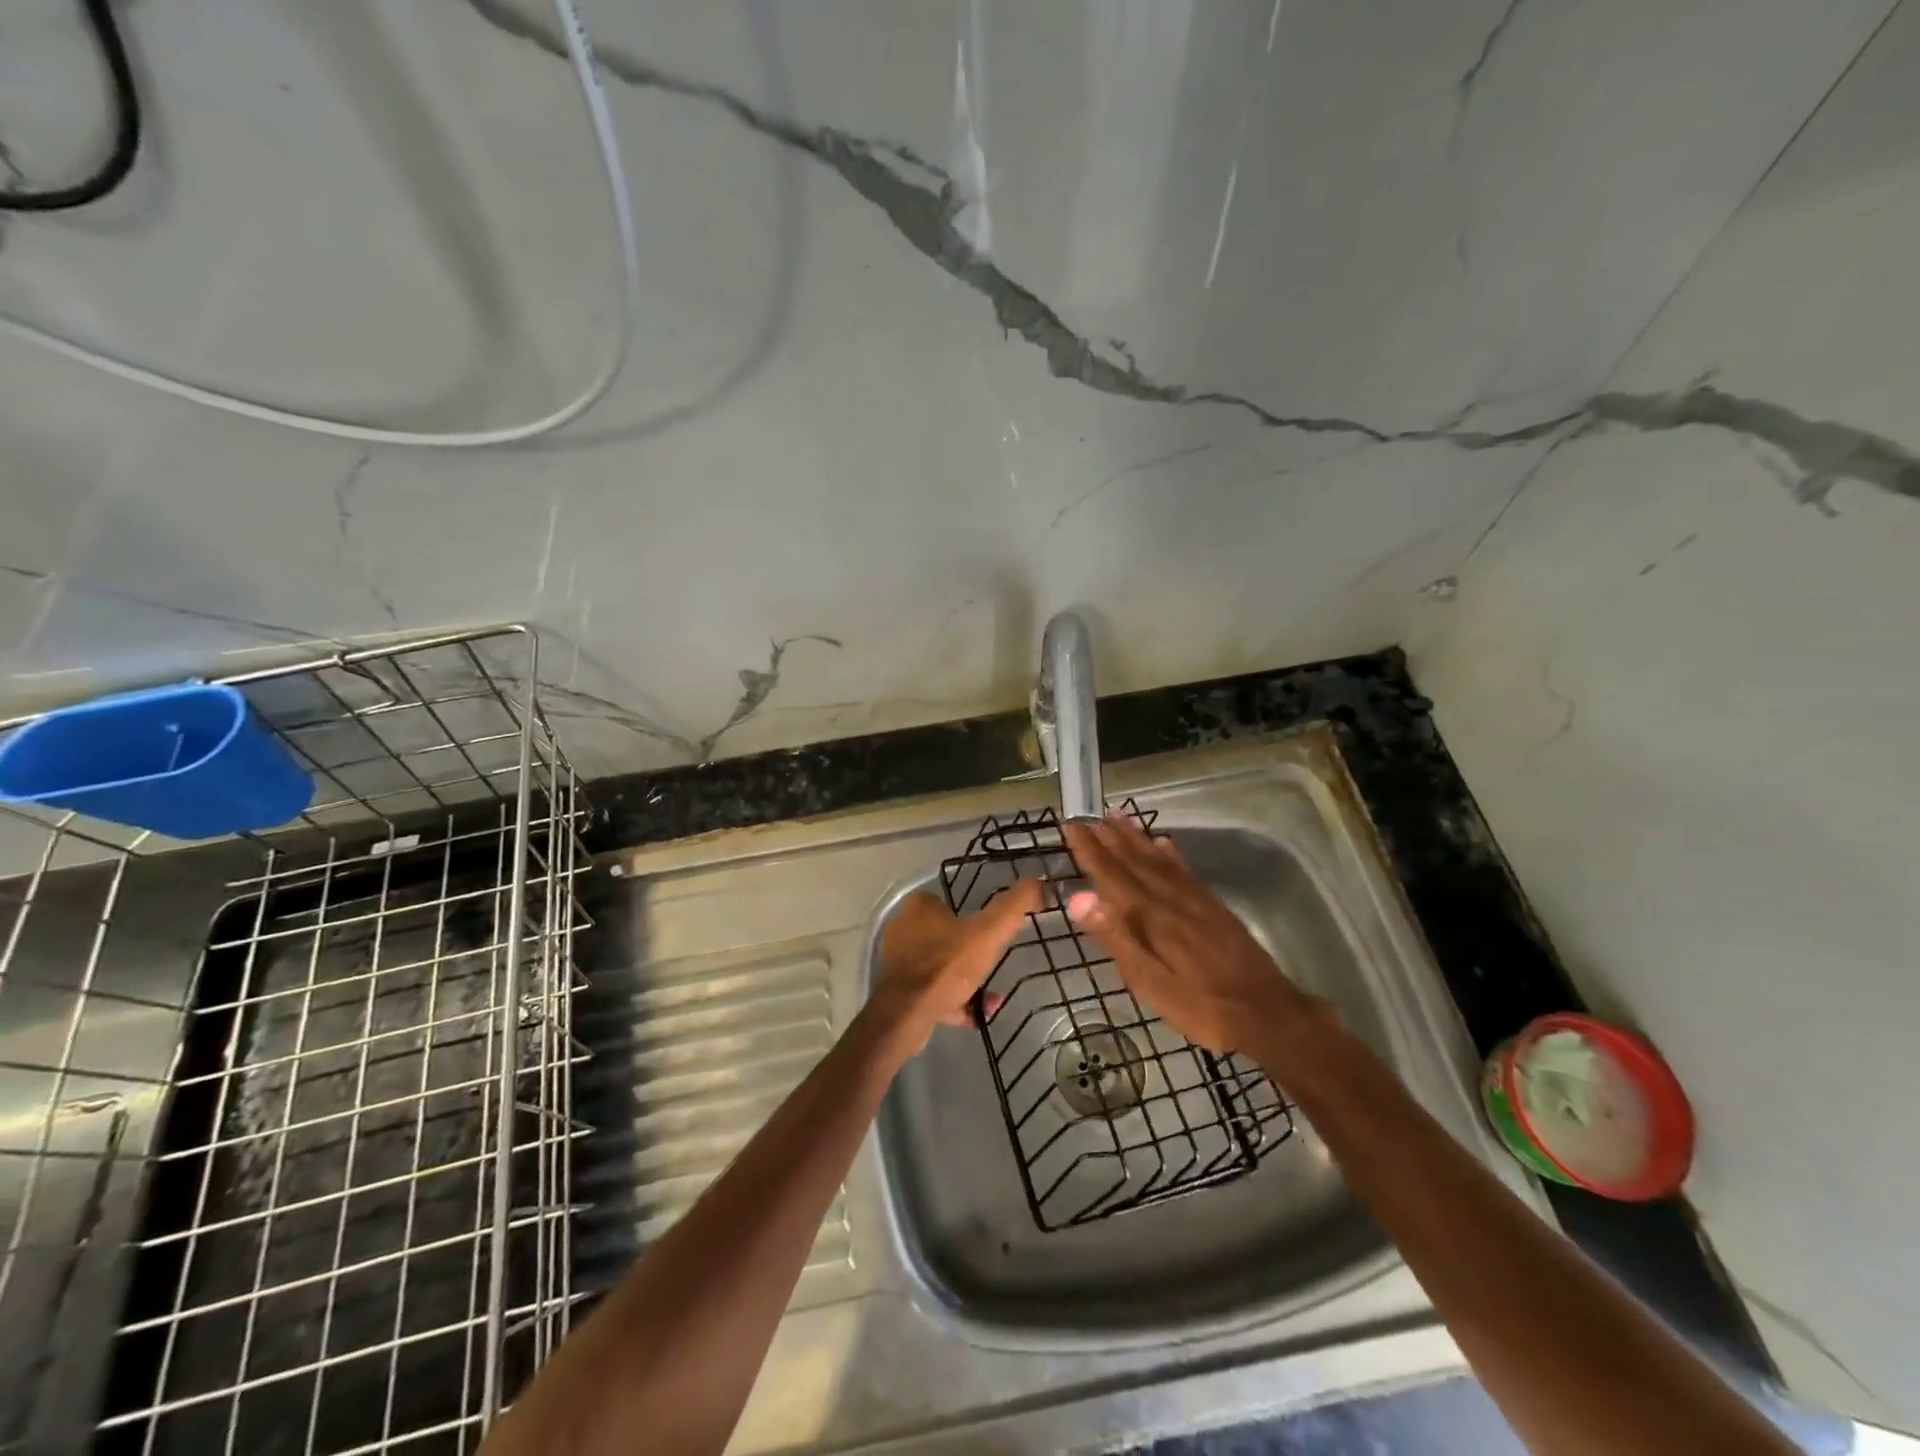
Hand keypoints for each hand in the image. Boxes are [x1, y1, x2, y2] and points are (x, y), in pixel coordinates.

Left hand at [874, 880, 1042, 1051]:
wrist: (907, 1015)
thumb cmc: (947, 966)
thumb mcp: (989, 931)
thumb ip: (1015, 905)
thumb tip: (1040, 883)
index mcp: (919, 907)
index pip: (951, 902)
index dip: (976, 918)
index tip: (995, 935)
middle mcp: (904, 929)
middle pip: (949, 936)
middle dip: (974, 954)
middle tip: (995, 966)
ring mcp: (900, 961)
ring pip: (943, 966)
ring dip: (967, 980)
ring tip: (990, 997)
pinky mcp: (900, 990)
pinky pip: (935, 990)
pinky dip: (955, 1001)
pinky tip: (975, 1015)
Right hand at [1062, 811, 1326, 1056]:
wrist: (1268, 1014)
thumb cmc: (1201, 1006)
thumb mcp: (1150, 983)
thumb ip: (1116, 937)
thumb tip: (1079, 898)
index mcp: (1151, 917)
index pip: (1112, 876)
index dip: (1090, 851)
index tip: (1071, 826)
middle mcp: (1171, 899)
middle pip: (1135, 861)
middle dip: (1108, 838)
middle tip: (1087, 816)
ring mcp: (1196, 900)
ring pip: (1159, 860)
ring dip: (1135, 837)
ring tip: (1117, 816)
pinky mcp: (1214, 907)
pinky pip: (1185, 870)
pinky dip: (1170, 853)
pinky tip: (1163, 843)